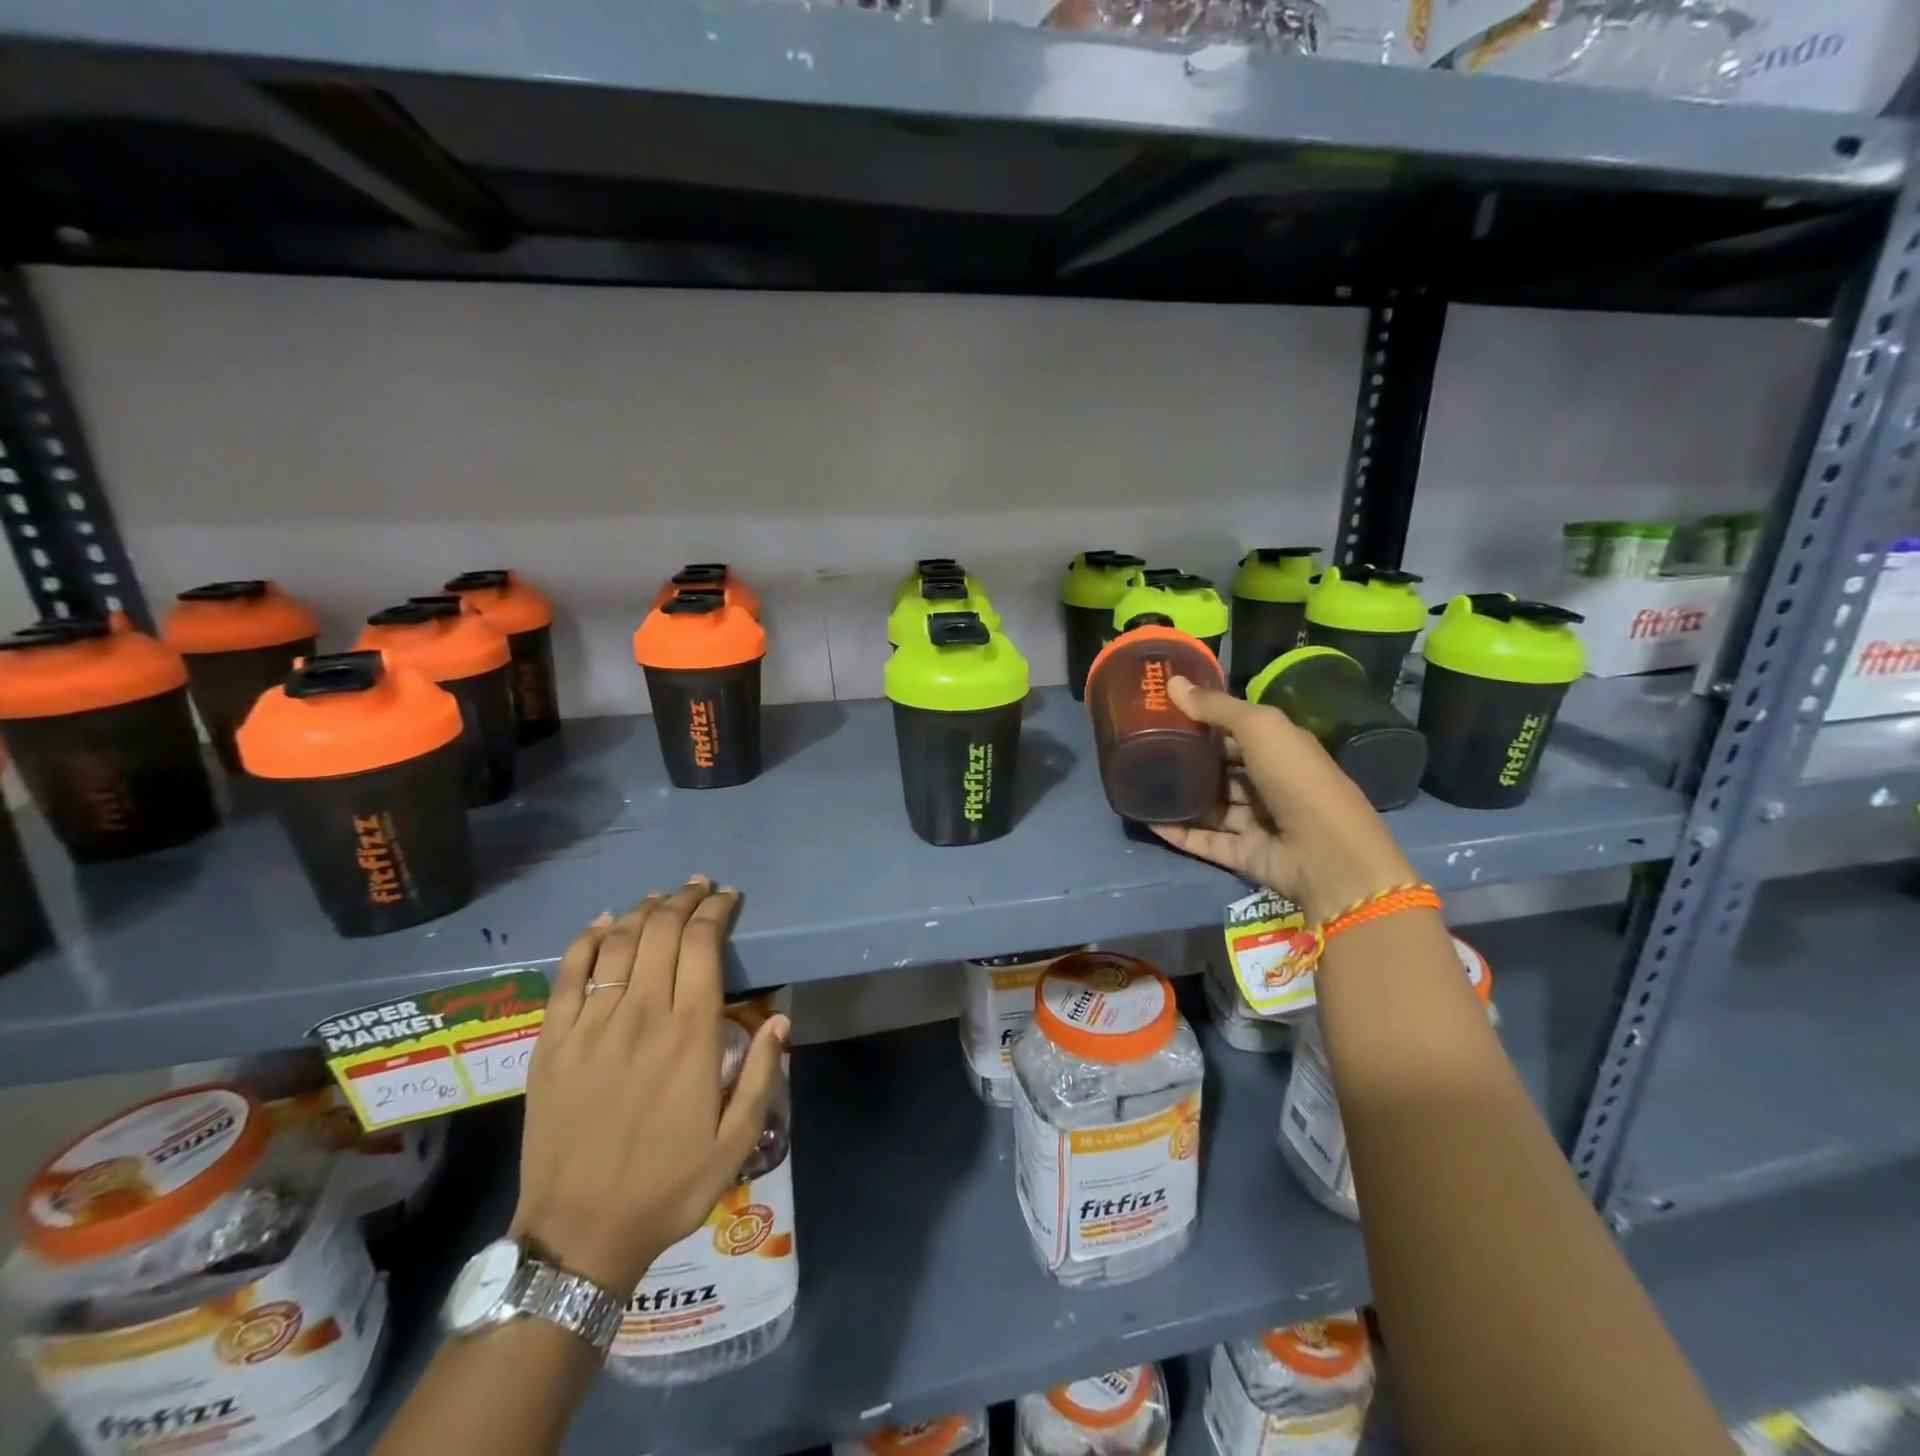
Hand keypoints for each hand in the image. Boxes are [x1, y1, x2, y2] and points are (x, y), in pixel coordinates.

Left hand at [511, 877, 788, 1296]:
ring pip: (619, 944)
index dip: (716, 911)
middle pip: (662, 932)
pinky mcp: (552, 1043)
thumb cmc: (668, 1186)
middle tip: (698, 887)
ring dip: (643, 911)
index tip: (728, 897)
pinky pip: (568, 975)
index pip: (703, 945)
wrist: (579, 1235)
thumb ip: (764, 1074)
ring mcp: (591, 1026)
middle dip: (684, 900)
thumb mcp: (736, 1141)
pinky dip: (586, 940)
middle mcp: (642, 1016)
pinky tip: (602, 924)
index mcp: (690, 1035)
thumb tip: (781, 1018)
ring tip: (659, 898)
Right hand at [1154, 676, 1416, 922]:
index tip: (1161, 712)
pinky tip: (1146, 820)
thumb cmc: (1297, 779)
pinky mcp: (1242, 854)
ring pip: (1209, 806)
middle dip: (1186, 759)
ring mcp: (1255, 822)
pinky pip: (1203, 841)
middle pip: (1219, 769)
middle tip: (1141, 746)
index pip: (1235, 732)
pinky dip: (1177, 832)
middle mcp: (1268, 783)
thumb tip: (1172, 681)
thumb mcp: (1260, 728)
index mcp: (1279, 749)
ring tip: (1137, 783)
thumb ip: (1216, 707)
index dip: (1202, 721)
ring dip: (1178, 797)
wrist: (1327, 855)